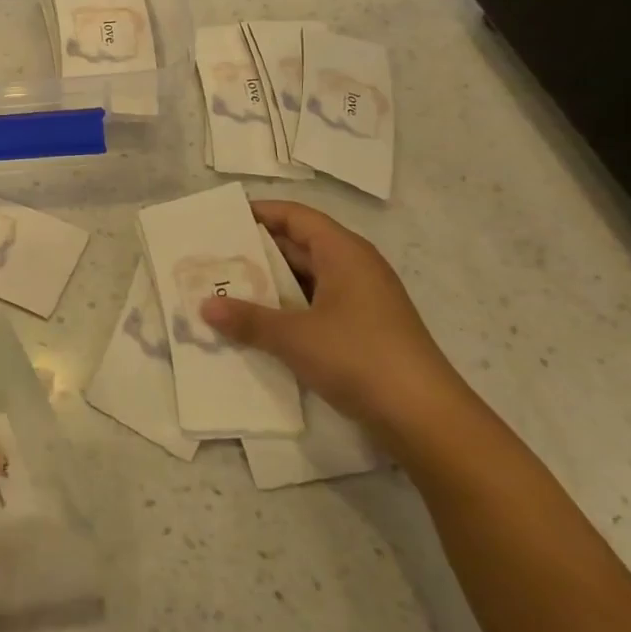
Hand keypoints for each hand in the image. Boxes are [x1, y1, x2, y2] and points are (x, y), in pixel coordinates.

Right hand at [200, 201, 476, 446]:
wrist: (425, 418)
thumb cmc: (359, 358)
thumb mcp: (295, 337)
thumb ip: (248, 319)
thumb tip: (205, 306)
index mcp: (344, 253)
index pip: (296, 216)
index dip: (260, 213)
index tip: (222, 220)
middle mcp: (355, 268)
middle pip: (299, 245)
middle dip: (257, 252)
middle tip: (214, 259)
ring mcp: (362, 301)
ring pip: (307, 279)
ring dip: (270, 285)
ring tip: (227, 291)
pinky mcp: (364, 331)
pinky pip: (316, 306)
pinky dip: (288, 310)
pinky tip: (259, 326)